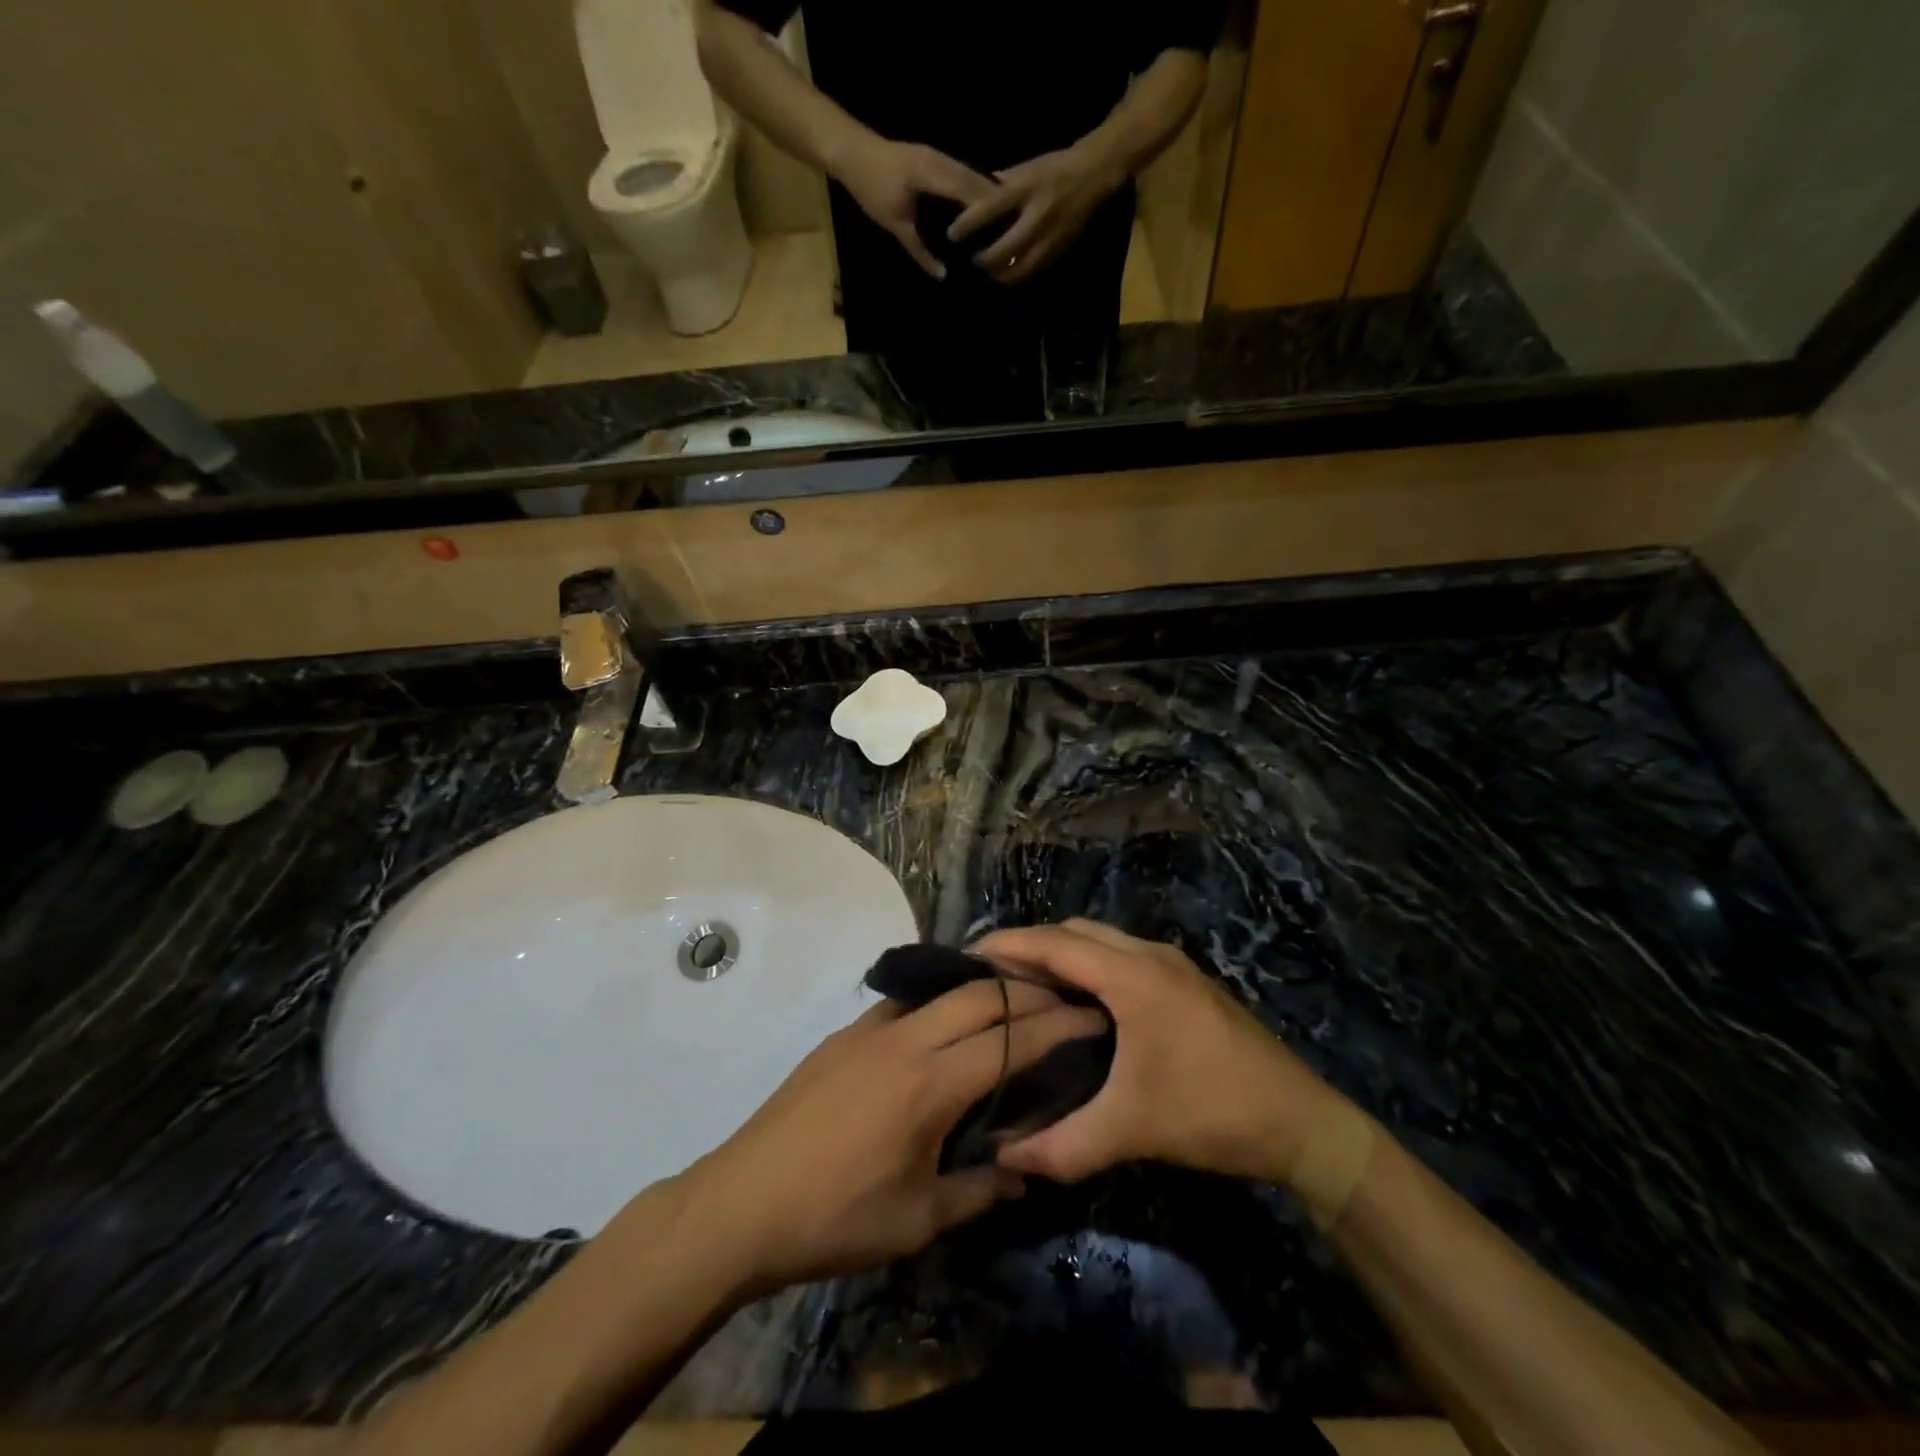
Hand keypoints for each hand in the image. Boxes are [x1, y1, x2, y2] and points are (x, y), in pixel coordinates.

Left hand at [682, 978, 1106, 1292]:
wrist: (742, 1202)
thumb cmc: (836, 1219)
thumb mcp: (917, 1220)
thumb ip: (979, 1191)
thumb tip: (1023, 1171)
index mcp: (930, 1084)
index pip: (1009, 1039)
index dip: (1056, 1026)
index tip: (1090, 1016)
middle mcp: (904, 1040)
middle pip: (980, 995)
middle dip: (1027, 993)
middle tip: (1062, 1001)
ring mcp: (869, 1030)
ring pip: (940, 991)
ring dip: (982, 989)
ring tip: (1012, 1003)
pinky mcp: (844, 1035)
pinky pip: (905, 1005)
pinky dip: (939, 1003)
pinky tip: (943, 1028)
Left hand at [831, 134, 995, 279]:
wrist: (850, 150)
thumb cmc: (870, 187)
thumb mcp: (894, 224)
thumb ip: (919, 250)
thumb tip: (943, 275)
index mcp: (933, 173)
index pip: (970, 191)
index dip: (989, 211)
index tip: (1007, 233)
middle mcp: (940, 160)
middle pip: (976, 181)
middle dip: (995, 205)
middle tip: (1012, 231)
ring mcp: (938, 156)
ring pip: (971, 175)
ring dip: (986, 197)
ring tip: (1003, 222)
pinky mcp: (933, 158)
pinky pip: (961, 174)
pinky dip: (973, 191)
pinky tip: (981, 209)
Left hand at [947, 143, 1128, 285]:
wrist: (1095, 176)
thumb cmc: (1057, 167)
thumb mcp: (1028, 167)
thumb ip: (1003, 183)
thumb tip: (977, 194)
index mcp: (1025, 189)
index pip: (988, 210)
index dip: (967, 225)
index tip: (952, 235)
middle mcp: (1036, 217)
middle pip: (1002, 251)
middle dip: (984, 261)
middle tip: (972, 261)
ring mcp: (1048, 239)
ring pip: (1018, 269)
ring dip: (1000, 275)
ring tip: (989, 272)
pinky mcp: (1058, 253)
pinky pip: (1033, 273)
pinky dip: (1018, 277)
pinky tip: (1009, 275)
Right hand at [972, 920, 1349, 1184]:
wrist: (1302, 1121)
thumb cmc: (1211, 1111)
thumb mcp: (1131, 1130)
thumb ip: (1063, 1145)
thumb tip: (1004, 1157)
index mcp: (1132, 976)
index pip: (1055, 944)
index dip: (1009, 943)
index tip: (968, 953)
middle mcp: (1150, 955)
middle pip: (1075, 931)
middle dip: (1031, 944)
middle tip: (992, 974)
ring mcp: (1173, 964)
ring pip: (1102, 940)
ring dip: (1063, 951)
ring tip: (1027, 984)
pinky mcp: (1187, 980)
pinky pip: (1122, 954)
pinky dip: (1090, 962)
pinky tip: (1079, 1000)